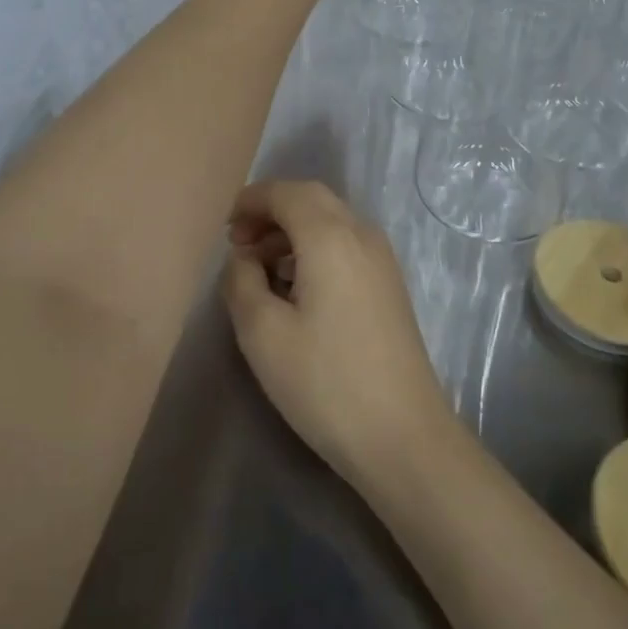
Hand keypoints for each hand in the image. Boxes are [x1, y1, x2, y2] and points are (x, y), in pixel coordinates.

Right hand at [222, 180, 452, 488]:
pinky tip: (296, 287)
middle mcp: (361, 234)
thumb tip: (244, 258)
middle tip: (240, 244)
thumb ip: (241, 281)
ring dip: (293, 230)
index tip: (224, 228)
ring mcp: (382, 259)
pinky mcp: (389, 285)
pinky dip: (315, 248)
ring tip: (261, 269)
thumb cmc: (325, 382)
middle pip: (312, 199)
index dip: (251, 201)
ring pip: (331, 221)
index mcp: (331, 236)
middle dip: (272, 211)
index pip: (286, 192)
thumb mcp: (262, 333)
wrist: (403, 436)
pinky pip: (346, 244)